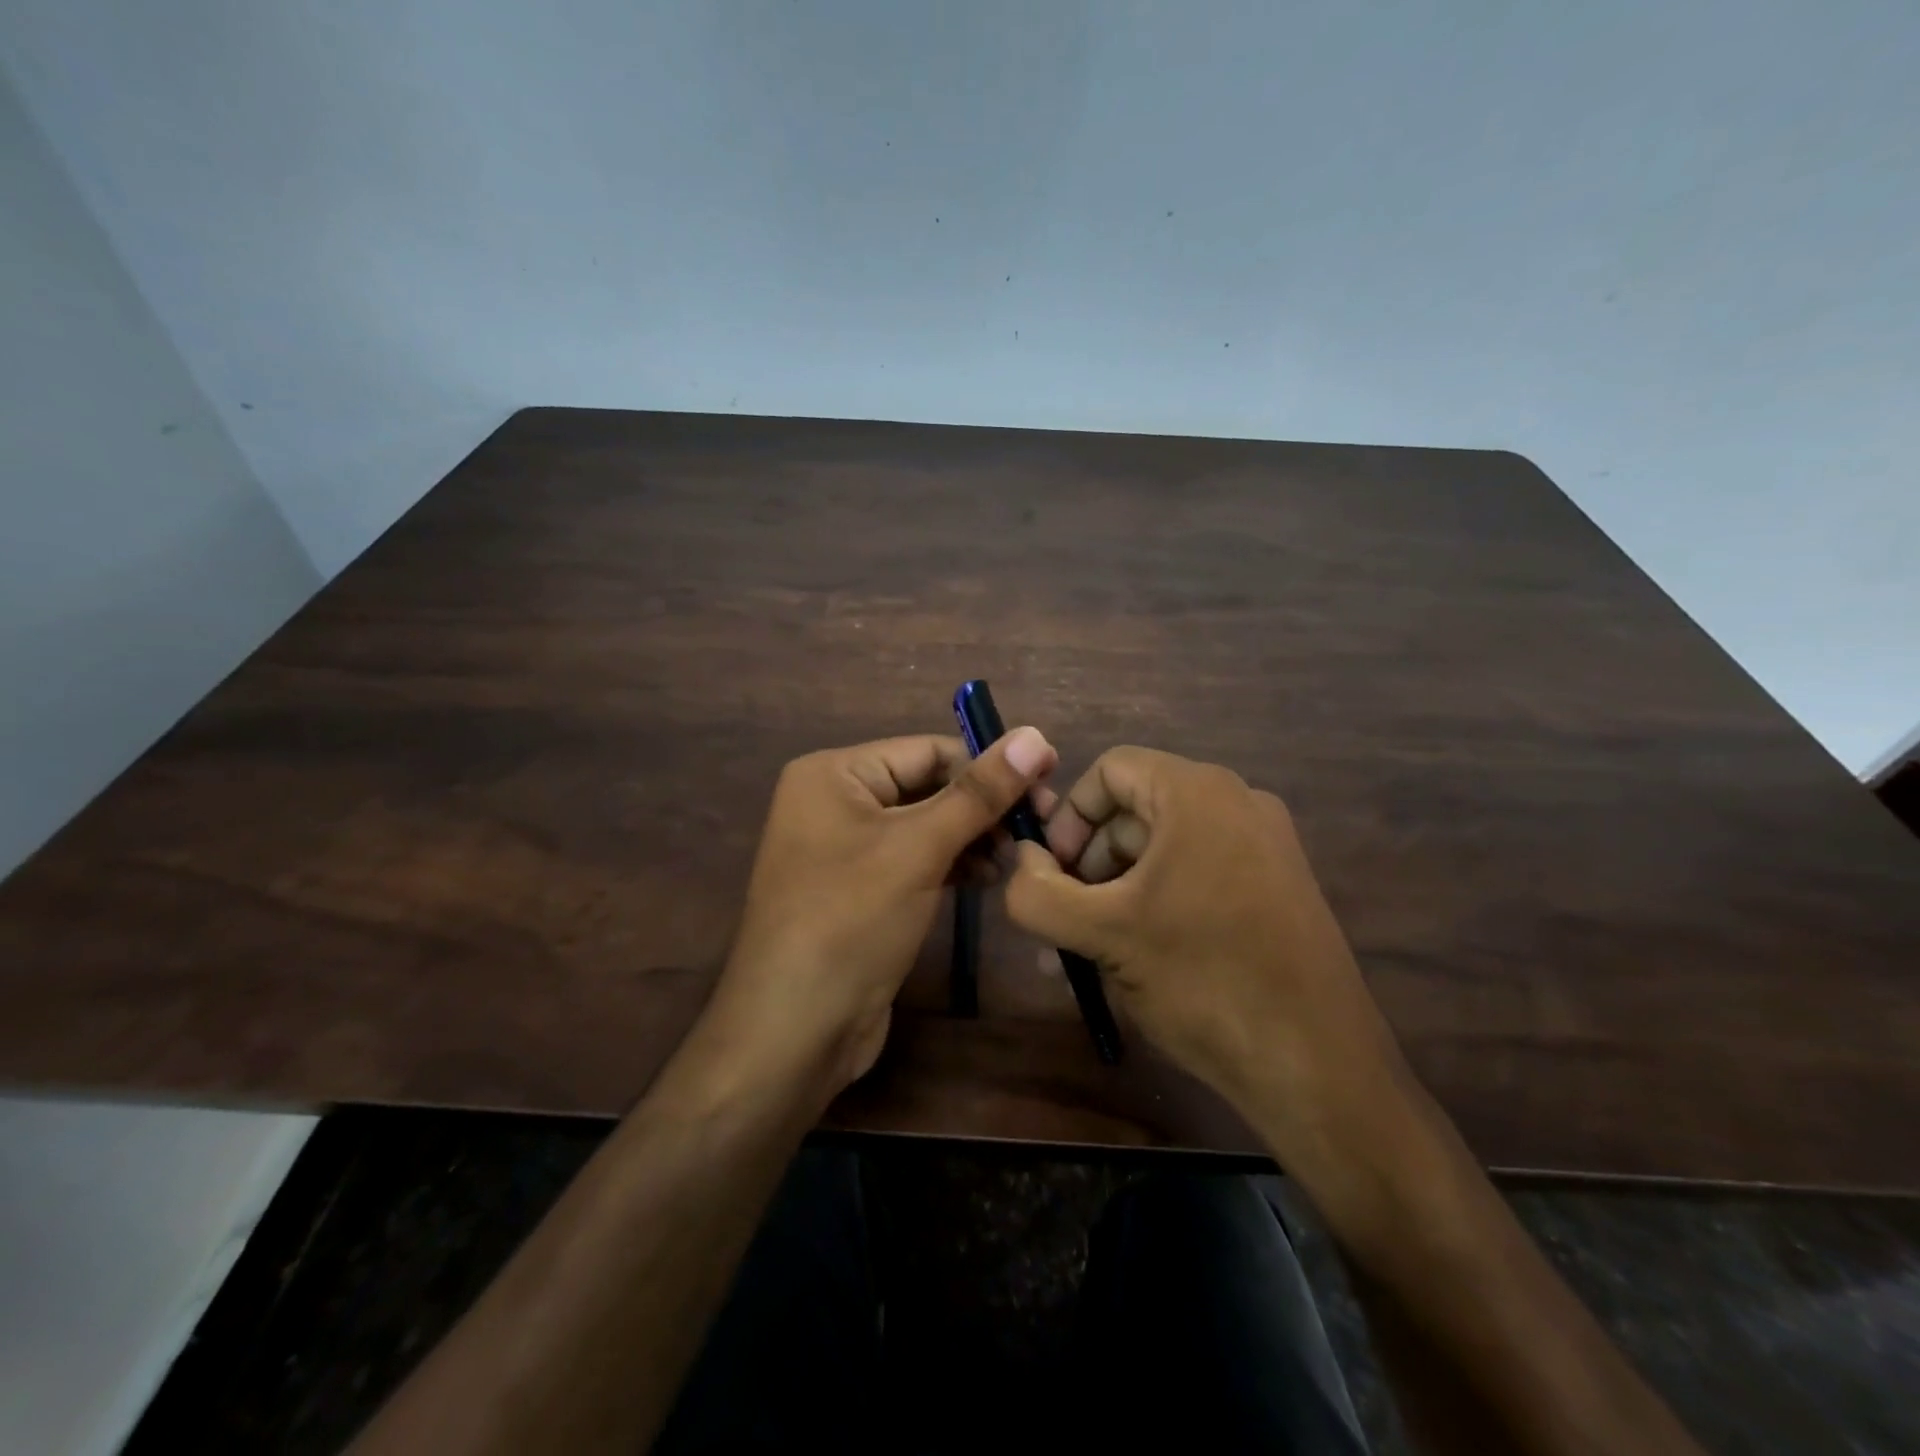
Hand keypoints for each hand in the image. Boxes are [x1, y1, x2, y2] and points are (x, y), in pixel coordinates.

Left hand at [707, 729, 1057, 1101]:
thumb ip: (979, 791)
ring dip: (972, 837)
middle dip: (982, 806)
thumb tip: (1035, 735)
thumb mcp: (919, 848)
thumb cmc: (851, 920)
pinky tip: (986, 878)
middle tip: (1041, 825)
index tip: (1049, 780)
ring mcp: (844, 849)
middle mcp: (834, 801)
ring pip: (925, 826)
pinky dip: (950, 864)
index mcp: (833, 773)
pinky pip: (914, 860)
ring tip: (1017, 855)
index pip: (927, 751)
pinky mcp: (859, 890)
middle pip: (926, 786)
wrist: (794, 1031)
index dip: (990, 764)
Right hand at [1005, 747, 1412, 1182]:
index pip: (1110, 771)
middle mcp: (1237, 803)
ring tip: (1094, 948)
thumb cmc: (1203, 980)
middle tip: (1068, 918)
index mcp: (1198, 793)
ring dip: (1118, 887)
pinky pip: (1199, 872)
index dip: (1068, 816)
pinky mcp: (1280, 886)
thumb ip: (1038, 893)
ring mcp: (1266, 845)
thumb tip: (1020, 864)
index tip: (1049, 873)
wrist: (1318, 1066)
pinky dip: (1158, 900)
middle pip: (1136, 809)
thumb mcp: (1102, 935)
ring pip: (1165, 846)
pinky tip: (1138, 955)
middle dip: (1090, 860)